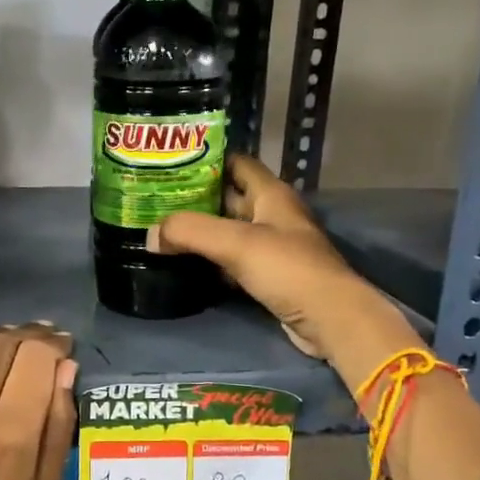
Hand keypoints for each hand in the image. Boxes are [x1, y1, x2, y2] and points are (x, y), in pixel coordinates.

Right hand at [148, 155, 421, 380]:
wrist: (329, 319)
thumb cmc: (287, 268)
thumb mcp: (236, 243)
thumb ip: (190, 231)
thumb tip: (150, 235)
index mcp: (271, 194)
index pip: (236, 163)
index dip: (206, 160)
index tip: (170, 165)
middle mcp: (272, 215)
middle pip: (228, 198)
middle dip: (194, 198)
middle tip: (155, 201)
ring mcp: (272, 248)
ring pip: (228, 232)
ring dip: (200, 232)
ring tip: (161, 231)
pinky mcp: (268, 277)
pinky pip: (233, 261)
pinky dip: (210, 261)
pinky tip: (184, 265)